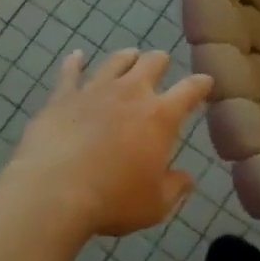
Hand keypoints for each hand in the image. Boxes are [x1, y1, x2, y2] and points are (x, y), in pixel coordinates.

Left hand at [7, 49, 211, 239]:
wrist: (53, 192)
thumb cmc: (112, 200)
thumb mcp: (155, 204)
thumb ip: (175, 188)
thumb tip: (187, 179)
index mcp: (160, 116)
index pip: (189, 90)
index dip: (201, 84)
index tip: (206, 81)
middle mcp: (131, 93)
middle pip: (152, 63)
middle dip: (160, 62)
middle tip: (162, 65)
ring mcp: (95, 91)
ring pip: (115, 61)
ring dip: (126, 57)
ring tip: (130, 56)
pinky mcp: (62, 97)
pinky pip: (70, 73)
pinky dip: (74, 62)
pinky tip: (76, 56)